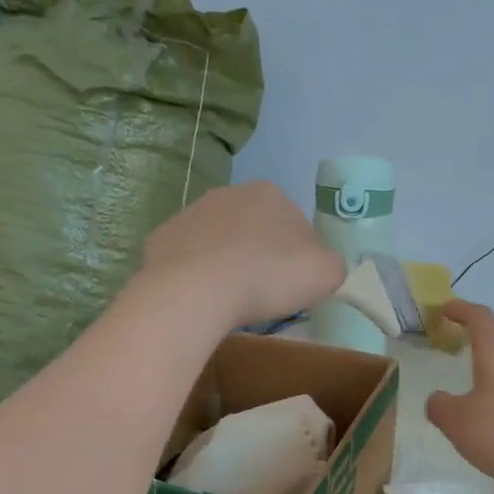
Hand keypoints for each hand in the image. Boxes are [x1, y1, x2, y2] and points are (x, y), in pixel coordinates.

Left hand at [140, 181, 345, 331]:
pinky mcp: (161, 238)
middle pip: (255, 229)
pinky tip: (200, 298)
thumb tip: (320, 263)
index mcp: (270, 194)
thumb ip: (332, 263)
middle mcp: (229, 193)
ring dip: (227, 263)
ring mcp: (190, 213)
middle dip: (260, 256)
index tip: (293, 286)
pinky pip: (187, 258)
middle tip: (263, 294)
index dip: (298, 257)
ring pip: (219, 241)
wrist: (196, 292)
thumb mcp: (326, 273)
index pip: (295, 225)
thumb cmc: (268, 278)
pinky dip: (195, 274)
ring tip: (230, 300)